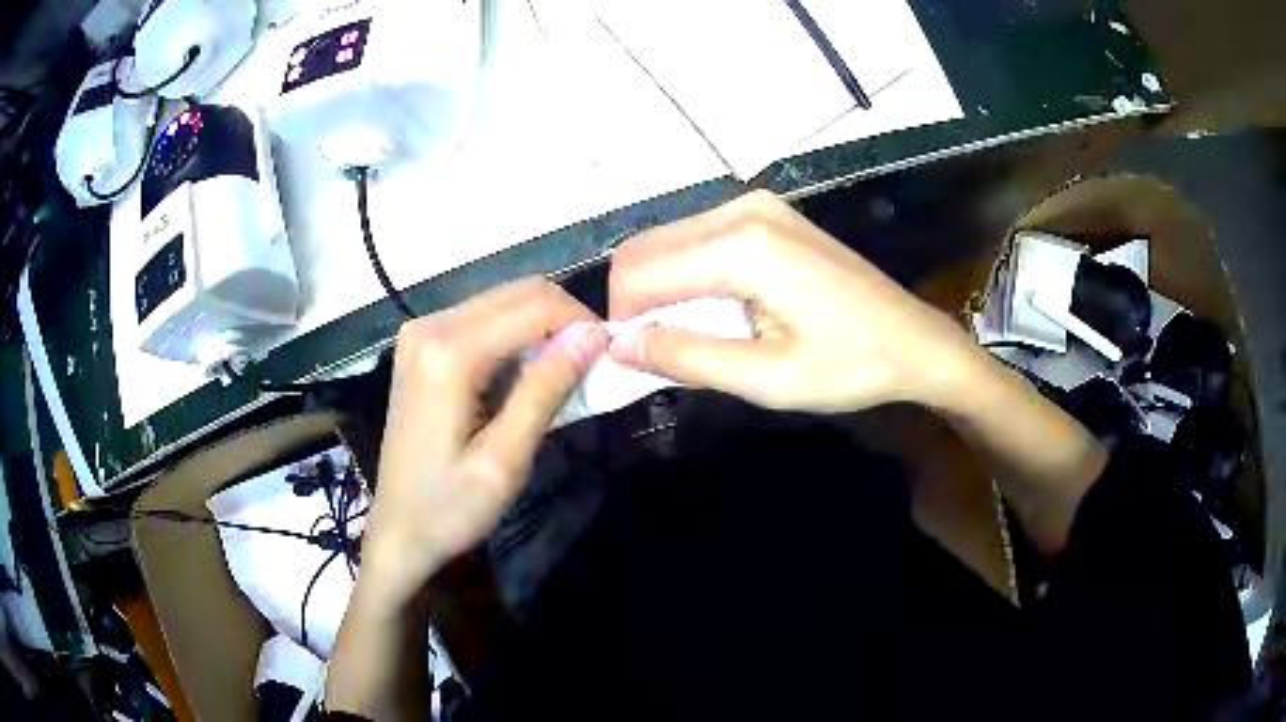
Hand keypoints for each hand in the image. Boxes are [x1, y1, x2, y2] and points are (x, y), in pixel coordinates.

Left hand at [361, 278, 607, 605]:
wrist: (398, 530)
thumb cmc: (450, 508)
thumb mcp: (505, 460)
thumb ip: (546, 390)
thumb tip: (594, 334)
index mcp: (448, 353)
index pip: (535, 305)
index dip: (582, 323)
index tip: (608, 359)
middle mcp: (430, 325)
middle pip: (519, 293)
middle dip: (564, 322)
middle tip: (589, 370)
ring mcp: (421, 331)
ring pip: (504, 302)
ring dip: (542, 330)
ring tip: (560, 378)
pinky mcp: (422, 344)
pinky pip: (484, 320)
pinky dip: (516, 338)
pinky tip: (523, 378)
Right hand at [608, 190, 981, 412]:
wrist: (916, 341)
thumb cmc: (852, 365)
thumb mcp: (767, 377)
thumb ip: (687, 357)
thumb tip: (618, 346)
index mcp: (742, 245)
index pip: (639, 272)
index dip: (623, 320)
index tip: (636, 363)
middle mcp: (741, 209)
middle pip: (646, 249)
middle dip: (638, 303)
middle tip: (663, 353)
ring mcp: (756, 205)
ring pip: (669, 243)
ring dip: (664, 292)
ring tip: (698, 337)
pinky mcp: (767, 214)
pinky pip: (700, 240)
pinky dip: (691, 277)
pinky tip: (721, 311)